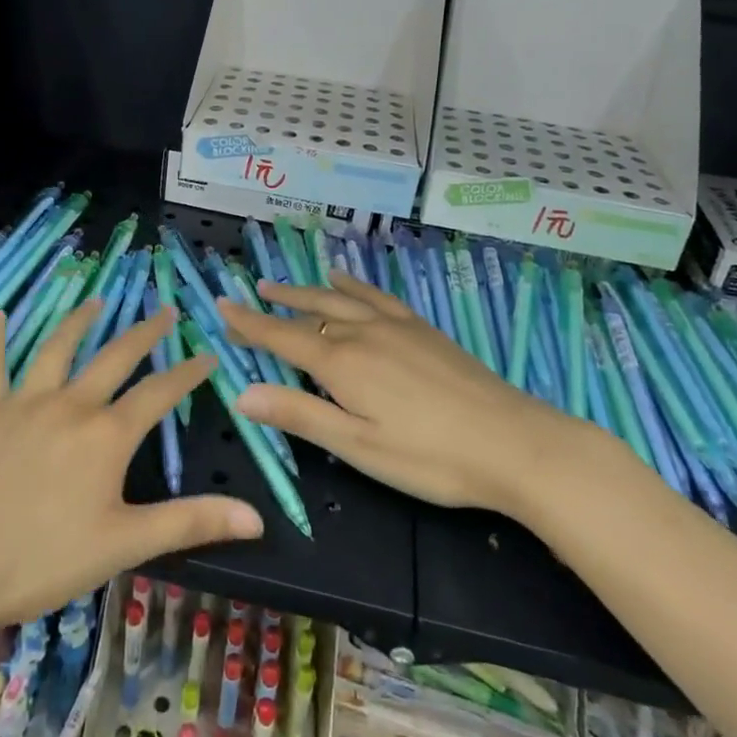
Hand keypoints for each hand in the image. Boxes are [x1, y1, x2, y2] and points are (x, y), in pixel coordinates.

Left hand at [0, 303, 262, 637]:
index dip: (188, 373)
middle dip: (145, 333)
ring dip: (81, 320)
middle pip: (115, 356)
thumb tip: (257, 517)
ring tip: (98, 300)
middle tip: (165, 311)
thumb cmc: (42, 561)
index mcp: (107, 435)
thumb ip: (191, 522)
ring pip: (58, 347)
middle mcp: (71, 404)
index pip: (160, 393)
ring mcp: (25, 402)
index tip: (208, 355)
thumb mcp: (125, 545)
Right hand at [218, 274, 599, 515]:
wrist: (513, 442)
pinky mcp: (422, 329)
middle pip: (309, 310)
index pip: (282, 338)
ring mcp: (396, 326)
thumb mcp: (358, 446)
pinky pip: (377, 296)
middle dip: (276, 304)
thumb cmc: (430, 457)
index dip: (250, 324)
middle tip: (250, 293)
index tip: (222, 306)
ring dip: (308, 289)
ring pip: (340, 298)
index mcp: (342, 364)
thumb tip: (241, 393)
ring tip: (284, 283)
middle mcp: (363, 333)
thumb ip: (300, 416)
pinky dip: (354, 285)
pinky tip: (347, 280)